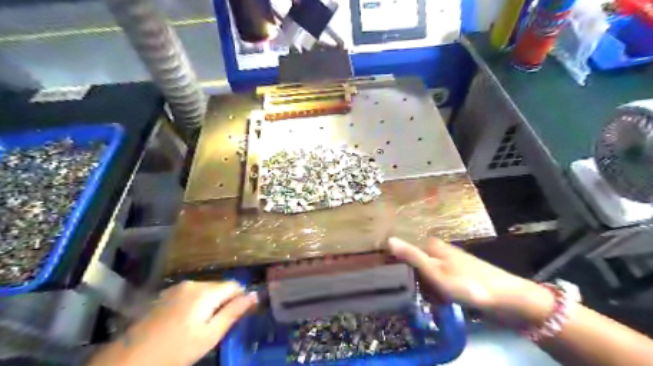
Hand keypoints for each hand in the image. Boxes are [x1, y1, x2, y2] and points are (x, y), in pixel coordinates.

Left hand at [89, 281, 256, 364]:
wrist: (128, 361)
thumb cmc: (176, 351)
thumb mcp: (210, 335)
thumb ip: (234, 312)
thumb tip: (254, 295)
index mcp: (205, 292)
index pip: (234, 285)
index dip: (240, 298)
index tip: (239, 315)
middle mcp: (192, 283)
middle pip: (219, 287)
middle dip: (223, 302)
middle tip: (217, 326)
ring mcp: (176, 288)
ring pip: (204, 290)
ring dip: (209, 303)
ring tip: (200, 326)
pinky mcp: (164, 295)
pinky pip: (189, 294)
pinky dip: (194, 304)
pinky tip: (184, 323)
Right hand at [390, 238, 552, 324]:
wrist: (507, 299)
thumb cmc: (467, 283)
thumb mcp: (434, 271)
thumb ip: (411, 256)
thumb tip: (388, 239)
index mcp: (432, 246)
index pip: (406, 251)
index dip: (397, 264)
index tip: (390, 280)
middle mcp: (440, 251)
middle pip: (416, 264)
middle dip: (413, 280)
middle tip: (412, 295)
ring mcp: (450, 264)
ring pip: (427, 275)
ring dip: (426, 289)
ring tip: (427, 301)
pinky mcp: (459, 277)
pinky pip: (439, 283)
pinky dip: (437, 292)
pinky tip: (441, 303)